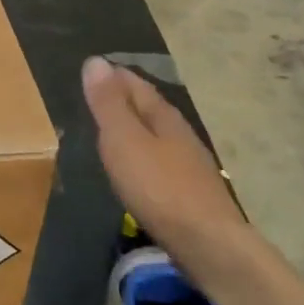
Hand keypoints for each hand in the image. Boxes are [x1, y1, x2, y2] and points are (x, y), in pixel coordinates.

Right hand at [83, 56, 247, 270]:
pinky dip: (144, 153)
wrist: (208, 243)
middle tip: (101, 93)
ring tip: (114, 128)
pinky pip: (161, 160)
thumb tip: (95, 61)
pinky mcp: (191, 192)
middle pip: (151, 108)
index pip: (137, 85)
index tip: (96, 68)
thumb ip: (108, 104)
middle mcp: (180, 134)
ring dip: (137, 127)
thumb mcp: (123, 140)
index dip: (116, 76)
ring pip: (158, 134)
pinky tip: (138, 167)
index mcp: (163, 117)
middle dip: (127, 98)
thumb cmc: (159, 187)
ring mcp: (189, 165)